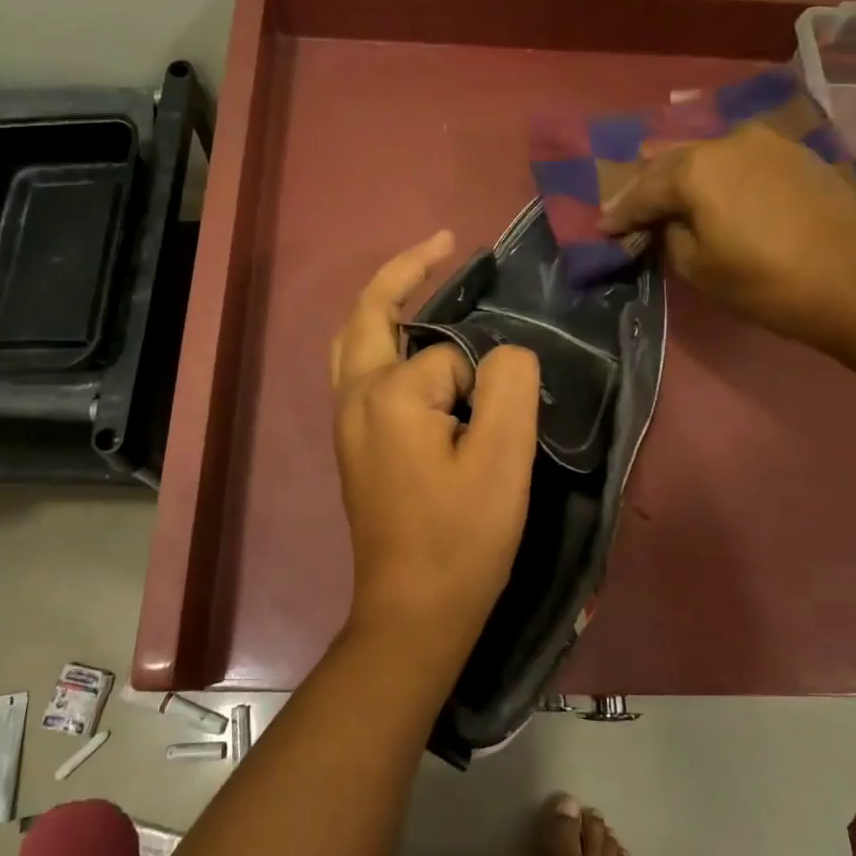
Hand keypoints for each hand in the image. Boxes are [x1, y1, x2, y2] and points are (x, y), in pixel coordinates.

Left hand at [330, 231, 541, 654]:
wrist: (412, 612)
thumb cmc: (461, 538)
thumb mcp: (504, 458)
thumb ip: (510, 384)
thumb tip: (503, 355)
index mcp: (388, 393)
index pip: (450, 355)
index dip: (484, 383)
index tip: (499, 428)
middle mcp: (354, 396)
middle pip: (369, 312)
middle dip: (404, 270)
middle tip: (446, 244)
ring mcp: (346, 420)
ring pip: (356, 340)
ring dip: (386, 303)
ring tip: (424, 280)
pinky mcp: (352, 443)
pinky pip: (360, 369)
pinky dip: (382, 339)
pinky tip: (408, 347)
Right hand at [599, 120, 855, 339]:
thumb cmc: (764, 280)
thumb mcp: (698, 267)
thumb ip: (670, 237)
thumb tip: (670, 223)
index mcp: (694, 168)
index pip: (642, 191)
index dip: (619, 212)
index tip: (602, 227)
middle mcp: (727, 141)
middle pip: (672, 161)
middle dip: (647, 185)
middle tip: (628, 207)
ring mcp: (767, 142)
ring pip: (708, 154)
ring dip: (683, 174)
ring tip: (666, 190)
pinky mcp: (796, 154)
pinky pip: (740, 159)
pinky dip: (718, 174)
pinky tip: (714, 188)